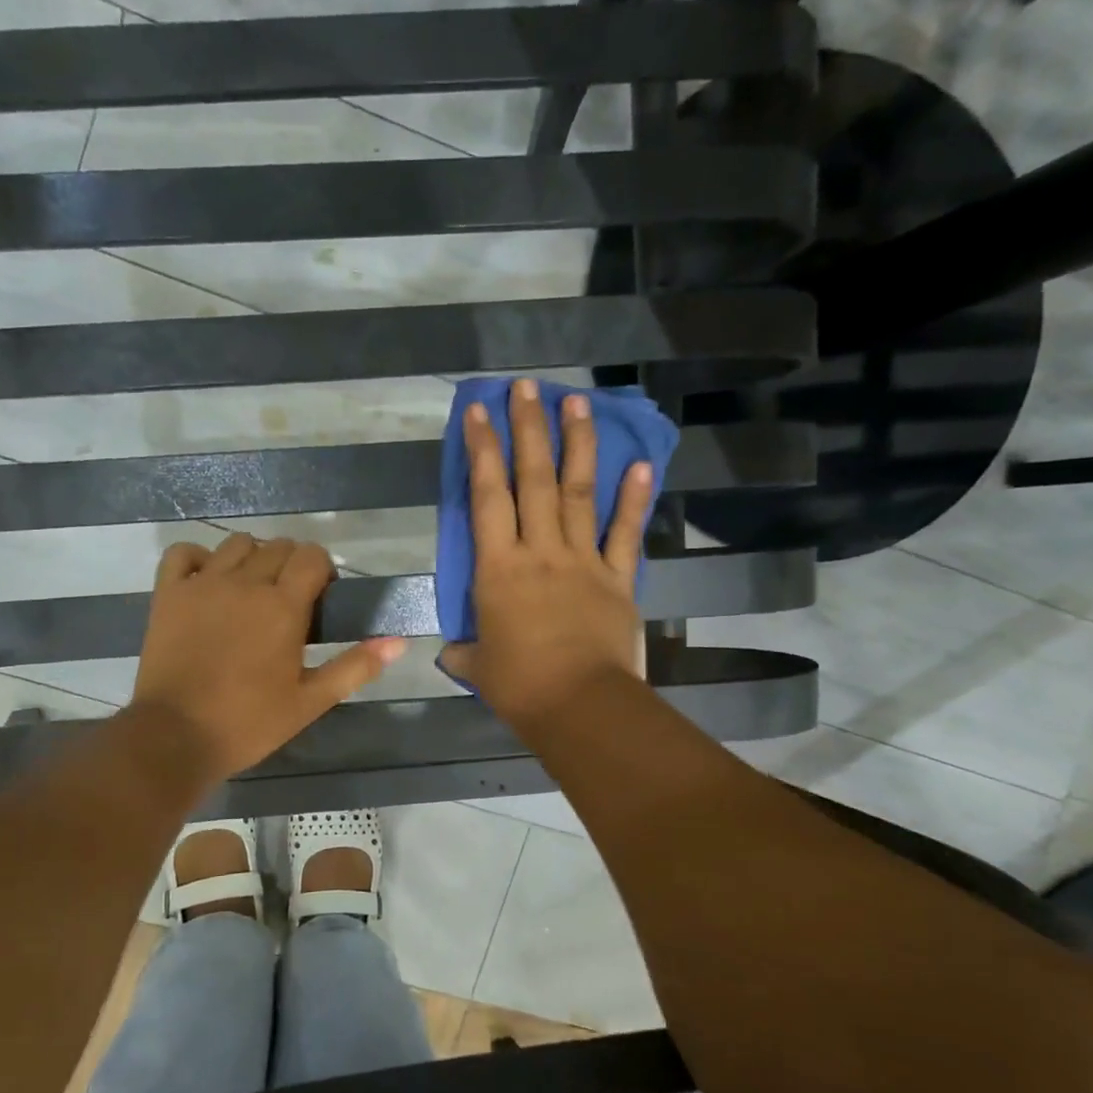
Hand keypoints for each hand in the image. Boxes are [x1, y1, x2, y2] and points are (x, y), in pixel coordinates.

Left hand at [129, 534, 407, 784]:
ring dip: (252, 558)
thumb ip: (355, 667)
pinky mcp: (168, 593)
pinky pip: (183, 553)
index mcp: (283, 606)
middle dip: (291, 565)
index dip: (322, 570)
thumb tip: (399, 642)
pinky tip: (207, 581)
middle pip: (278, 546)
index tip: (320, 597)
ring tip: (251, 592)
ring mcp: (202, 584)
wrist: (176, 737)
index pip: (312, 556)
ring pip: (236, 544)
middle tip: (289, 602)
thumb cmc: (249, 723)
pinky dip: (199, 558)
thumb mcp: (310, 701)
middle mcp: (245, 582)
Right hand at [439, 378, 654, 735]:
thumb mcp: (478, 668)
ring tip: (576, 401)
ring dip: (577, 444)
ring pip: (578, 492)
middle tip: (526, 387)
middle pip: (533, 479)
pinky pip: (625, 532)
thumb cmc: (520, 685)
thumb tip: (452, 653)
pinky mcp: (618, 579)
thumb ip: (464, 652)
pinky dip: (633, 498)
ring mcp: (584, 561)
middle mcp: (540, 551)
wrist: (581, 705)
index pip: (487, 497)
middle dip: (528, 429)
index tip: (478, 412)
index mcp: (498, 569)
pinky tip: (640, 462)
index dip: (481, 451)